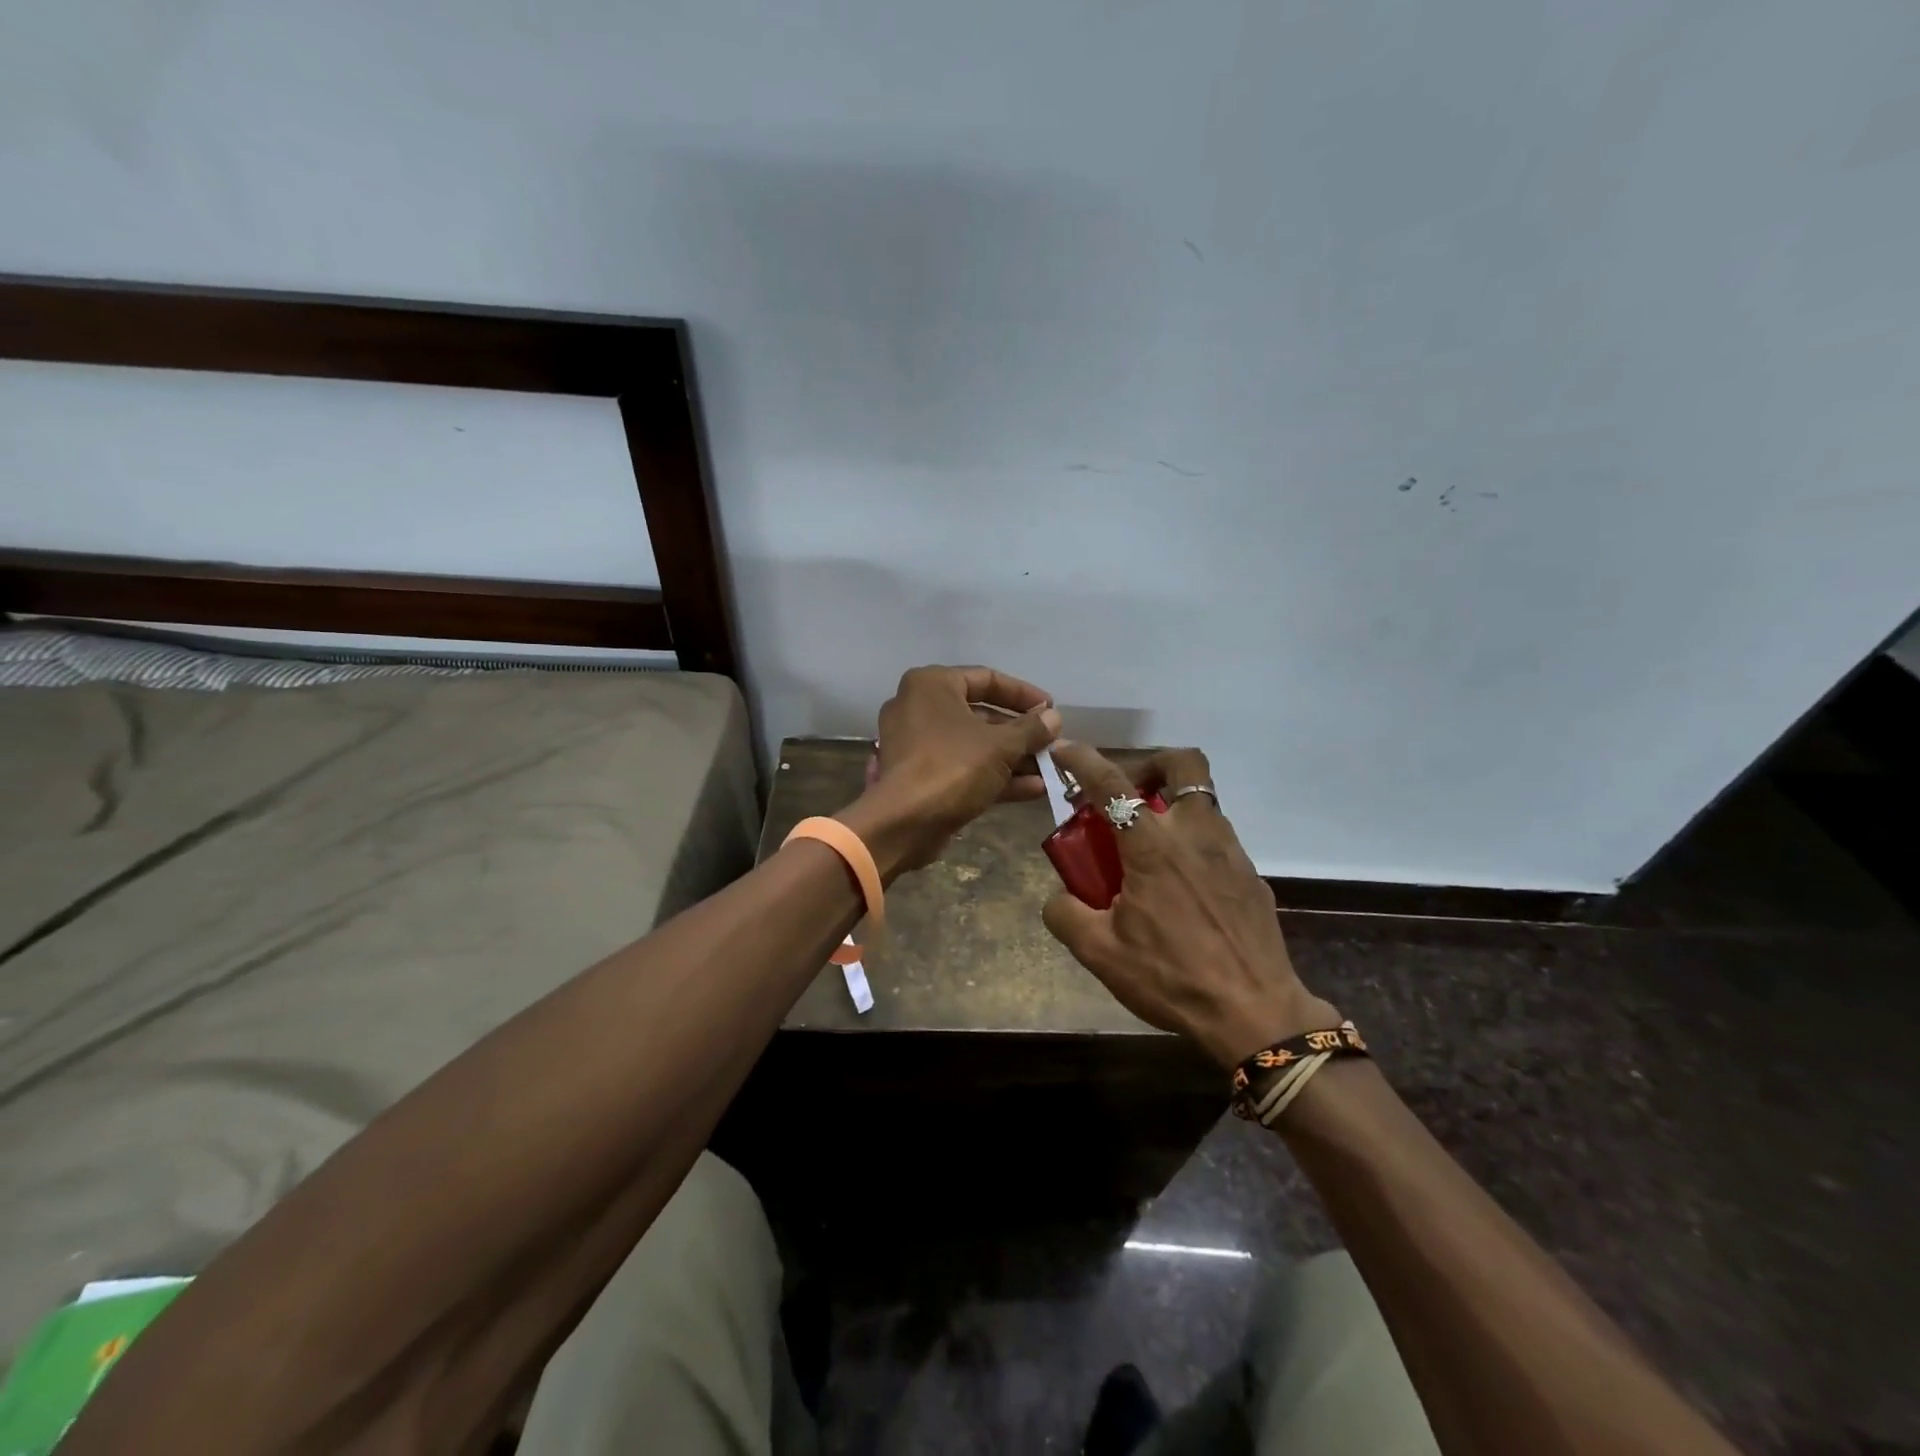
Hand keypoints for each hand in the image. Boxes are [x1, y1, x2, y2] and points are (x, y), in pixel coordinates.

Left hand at [840, 665, 1061, 877]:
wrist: (904, 823)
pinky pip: (962, 767)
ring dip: (1012, 758)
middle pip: (980, 714)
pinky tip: (1034, 789)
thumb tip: (1053, 718)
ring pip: (974, 745)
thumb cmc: (953, 767)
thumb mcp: (1001, 745)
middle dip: (1020, 733)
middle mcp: (919, 707)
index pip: (986, 678)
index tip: (1051, 709)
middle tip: (1051, 743)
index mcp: (932, 685)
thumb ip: (1031, 729)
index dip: (1023, 694)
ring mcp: (917, 744)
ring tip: (1050, 770)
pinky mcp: (920, 776)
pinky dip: (994, 776)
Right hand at [1040, 744, 1338, 1067]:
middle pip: (1184, 765)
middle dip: (1152, 765)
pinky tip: (1182, 888)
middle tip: (1130, 796)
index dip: (1084, 760)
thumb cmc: (1172, 977)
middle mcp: (1196, 834)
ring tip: (1150, 849)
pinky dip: (1194, 843)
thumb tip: (1059, 896)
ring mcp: (1232, 853)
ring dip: (1173, 807)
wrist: (1255, 1014)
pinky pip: (1218, 840)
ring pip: (1204, 802)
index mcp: (1154, 846)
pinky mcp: (1253, 876)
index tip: (1065, 751)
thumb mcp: (1100, 953)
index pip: (1112, 784)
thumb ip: (1066, 914)